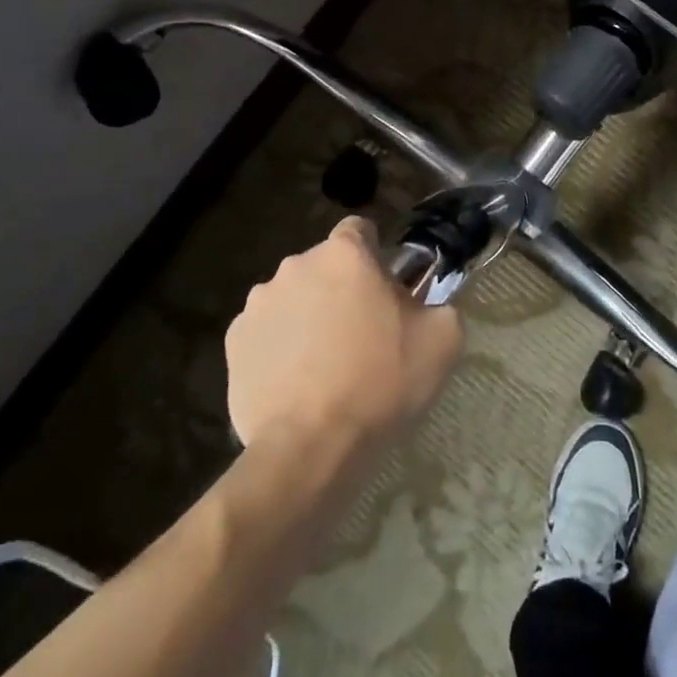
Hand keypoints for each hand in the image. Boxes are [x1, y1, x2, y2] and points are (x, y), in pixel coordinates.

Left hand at [225, 216, 462, 449]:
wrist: (311, 446)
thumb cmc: (381, 382)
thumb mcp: (442, 340)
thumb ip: (440, 305)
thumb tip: (424, 305)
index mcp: (344, 254)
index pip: (360, 230)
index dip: (375, 254)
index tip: (384, 289)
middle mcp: (296, 265)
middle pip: (325, 266)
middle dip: (341, 288)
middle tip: (362, 332)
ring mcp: (258, 303)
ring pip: (293, 297)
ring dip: (308, 315)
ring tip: (324, 363)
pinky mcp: (234, 341)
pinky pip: (265, 332)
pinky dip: (279, 346)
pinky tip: (295, 382)